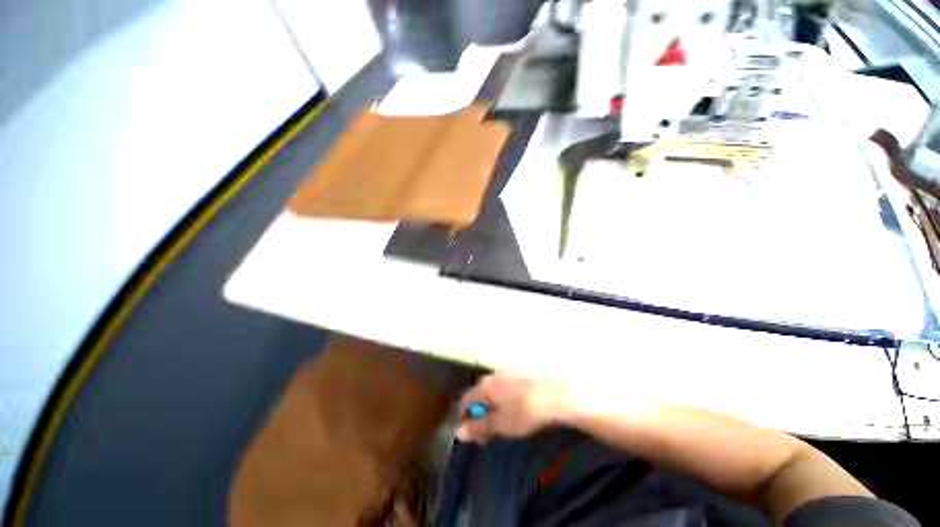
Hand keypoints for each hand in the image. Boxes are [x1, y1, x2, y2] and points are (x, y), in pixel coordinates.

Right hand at [455, 373, 566, 444]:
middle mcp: (493, 375)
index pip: (465, 401)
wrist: (557, 395)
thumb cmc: (526, 411)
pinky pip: (505, 387)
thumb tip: (459, 432)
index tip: (471, 437)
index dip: (464, 419)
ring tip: (504, 425)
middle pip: (479, 396)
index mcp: (485, 386)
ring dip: (492, 408)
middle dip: (480, 416)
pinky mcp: (521, 373)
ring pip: (493, 391)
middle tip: (489, 435)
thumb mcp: (501, 424)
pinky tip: (517, 410)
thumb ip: (479, 427)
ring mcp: (508, 372)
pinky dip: (504, 401)